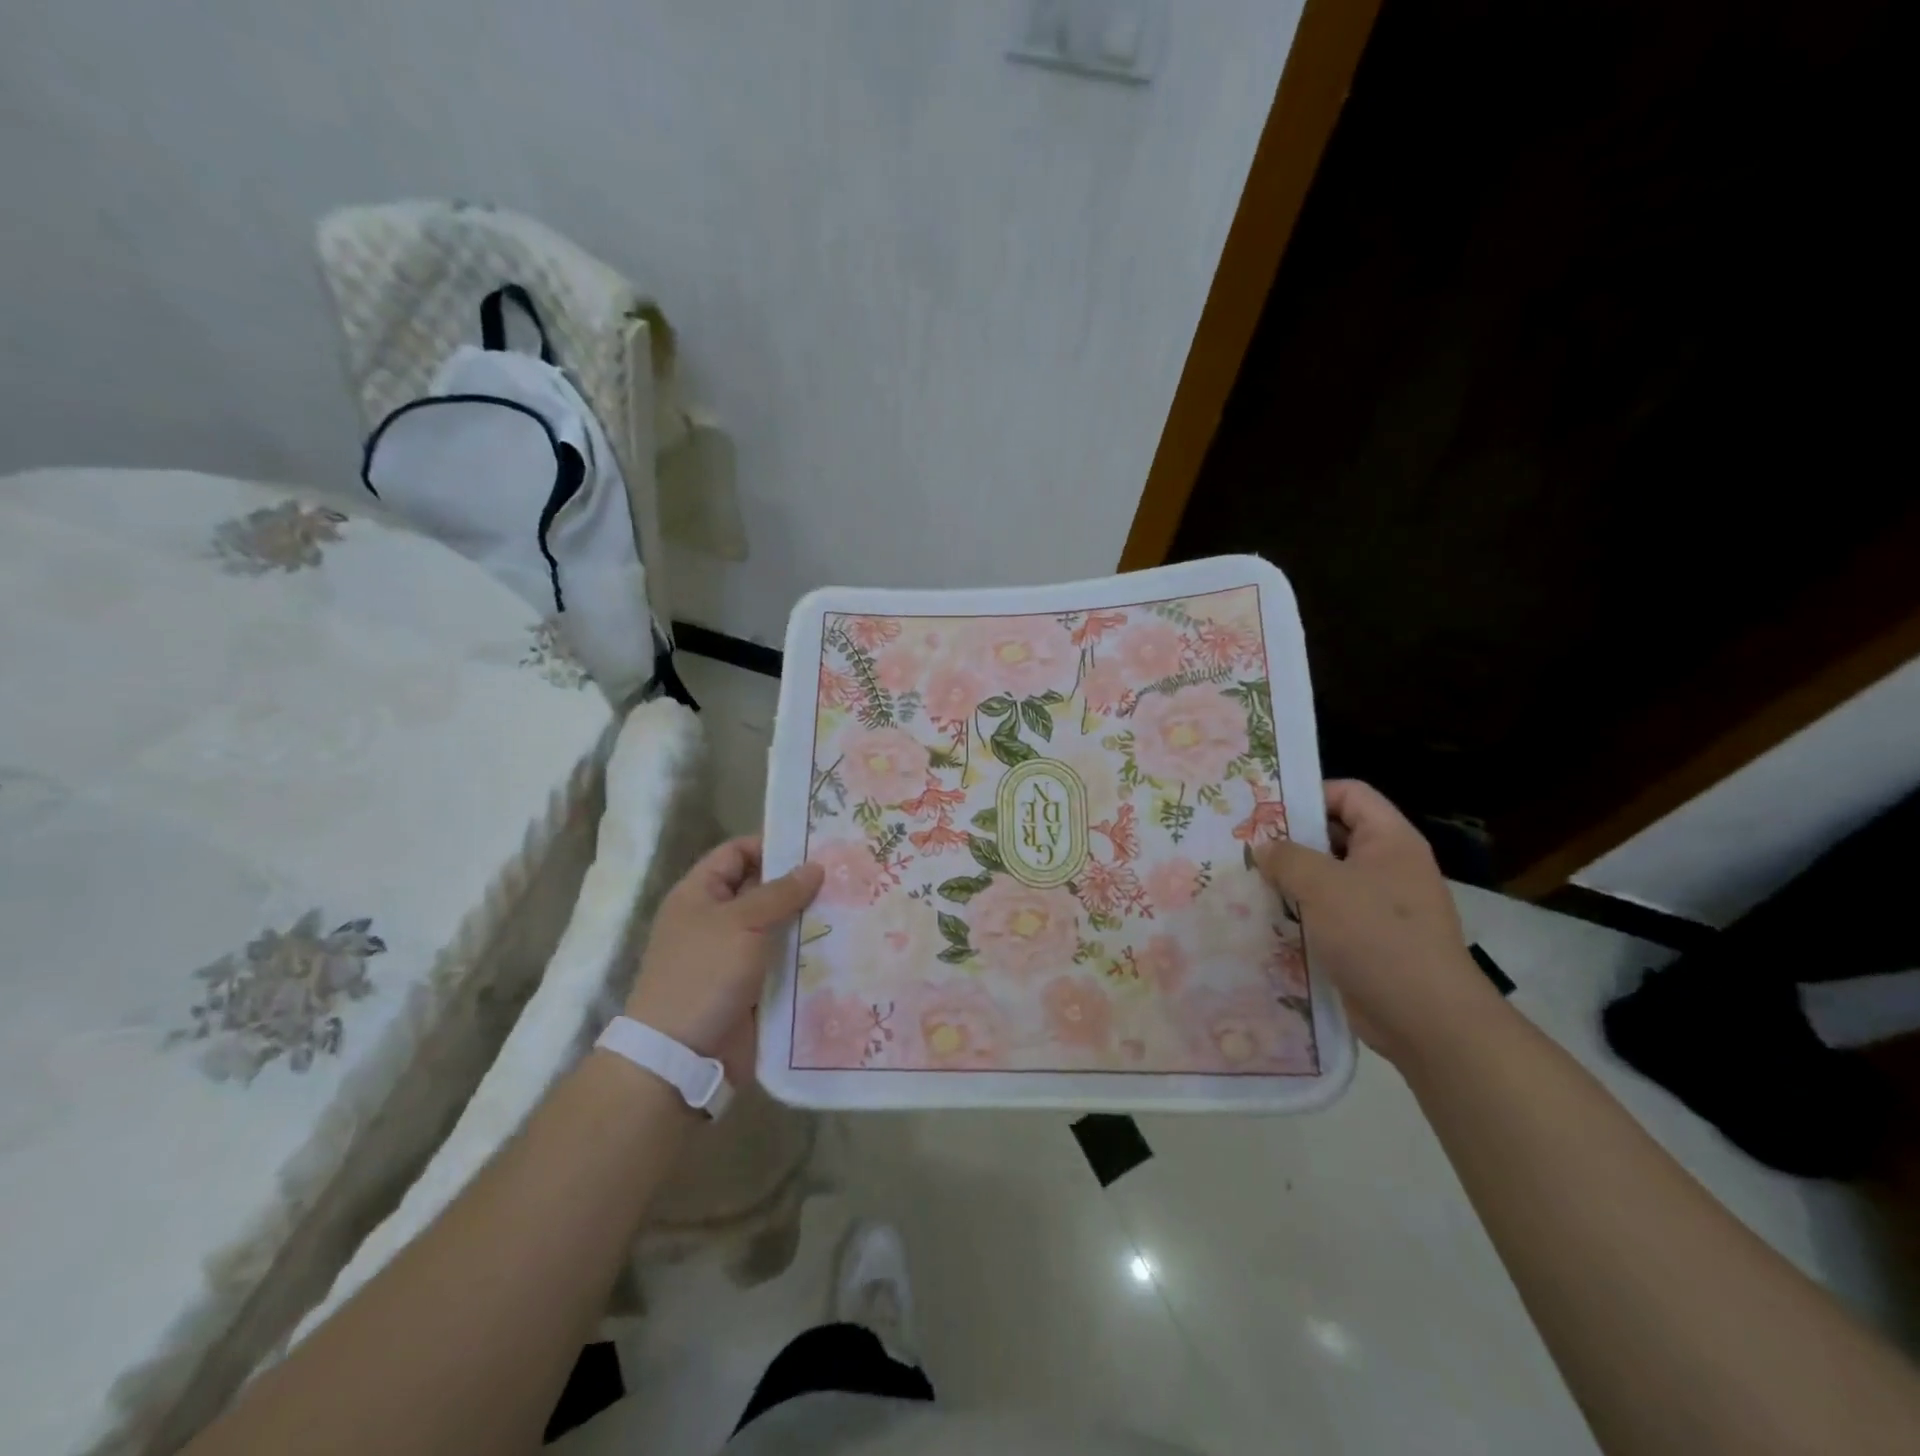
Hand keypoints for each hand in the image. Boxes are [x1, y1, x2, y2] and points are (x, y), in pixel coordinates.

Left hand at [626, 837, 823, 1076]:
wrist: (682, 1057)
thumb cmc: (704, 975)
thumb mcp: (741, 923)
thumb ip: (780, 893)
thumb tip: (815, 866)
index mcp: (700, 895)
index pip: (737, 853)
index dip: (771, 844)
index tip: (815, 844)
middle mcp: (717, 920)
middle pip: (763, 889)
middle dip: (801, 883)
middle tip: (847, 873)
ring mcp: (736, 955)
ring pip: (780, 926)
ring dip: (811, 920)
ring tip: (855, 905)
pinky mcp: (755, 986)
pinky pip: (786, 960)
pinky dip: (809, 954)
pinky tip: (845, 944)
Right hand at [1254, 780, 1505, 1067]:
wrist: (1426, 1019)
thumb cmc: (1377, 936)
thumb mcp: (1322, 886)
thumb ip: (1287, 858)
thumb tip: (1265, 848)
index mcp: (1390, 840)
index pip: (1349, 794)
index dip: (1309, 794)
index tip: (1265, 810)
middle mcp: (1388, 866)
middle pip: (1334, 835)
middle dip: (1291, 839)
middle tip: (1245, 844)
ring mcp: (1380, 905)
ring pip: (1327, 878)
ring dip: (1290, 880)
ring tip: (1248, 881)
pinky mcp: (1368, 940)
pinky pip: (1328, 914)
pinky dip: (1300, 913)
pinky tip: (1267, 919)